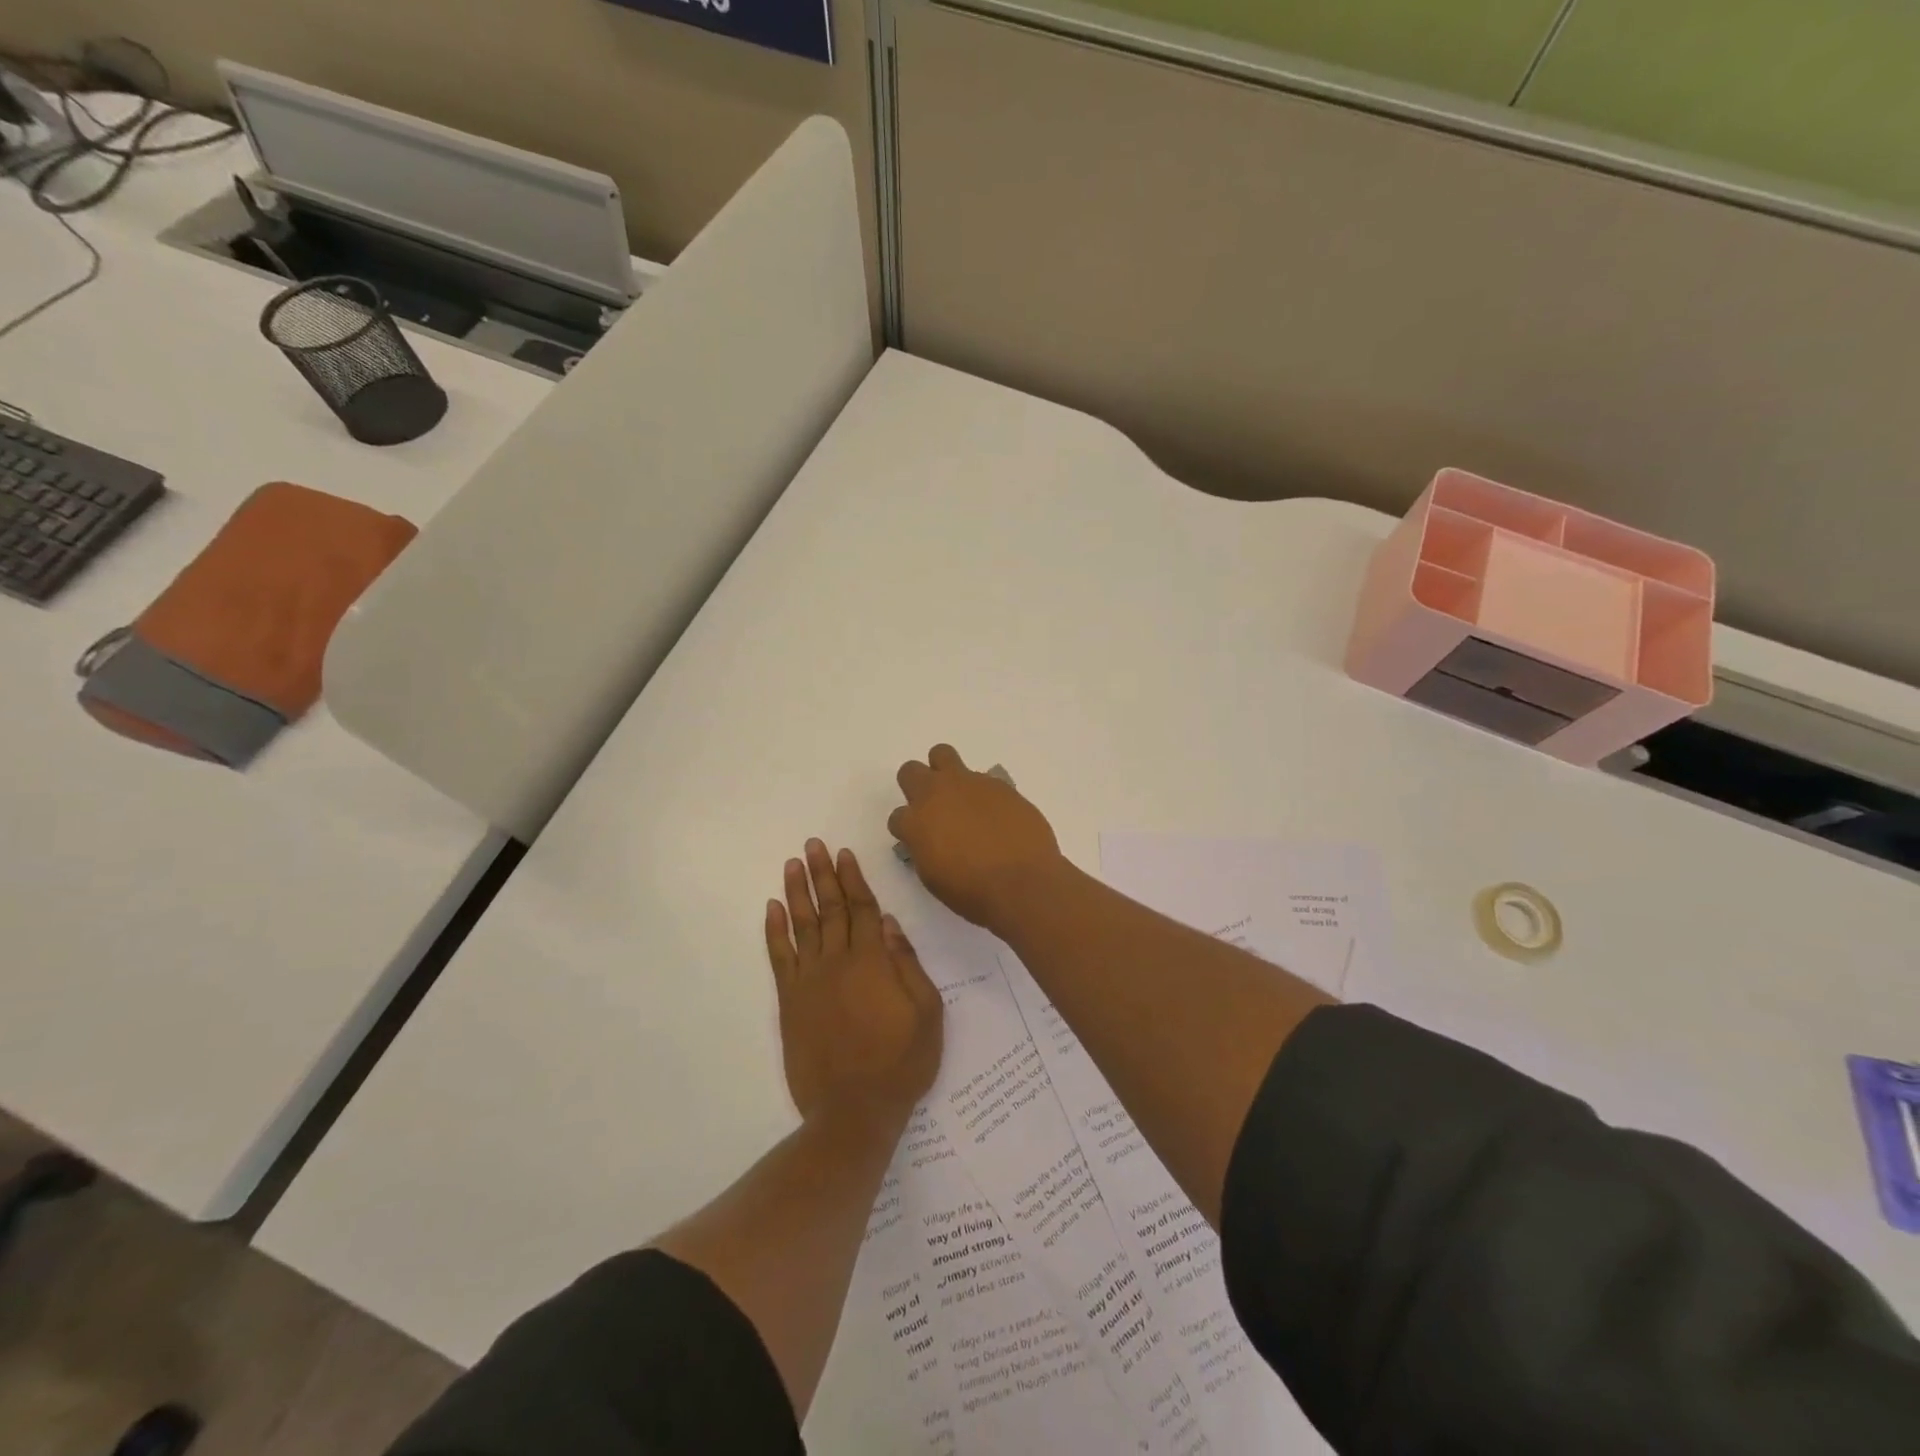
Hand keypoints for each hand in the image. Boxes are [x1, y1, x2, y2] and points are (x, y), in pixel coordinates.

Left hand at [766, 841, 943, 1130]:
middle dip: (822, 874)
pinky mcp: (790, 1001)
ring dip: (797, 892)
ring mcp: (809, 981)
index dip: (853, 879)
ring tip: (792, 865)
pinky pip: (779, 958)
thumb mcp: (928, 1014)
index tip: (843, 853)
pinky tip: (773, 909)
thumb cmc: (901, 1063)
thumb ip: (908, 965)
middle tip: (812, 845)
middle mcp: (837, 962)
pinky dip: (775, 931)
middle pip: (829, 908)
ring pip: (802, 925)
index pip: (861, 908)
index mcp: (873, 962)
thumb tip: (889, 923)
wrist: (854, 1111)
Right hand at [888, 744, 1064, 930]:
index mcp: (915, 822)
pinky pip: (982, 777)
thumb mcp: (934, 878)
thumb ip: (925, 850)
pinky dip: (982, 792)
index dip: (907, 830)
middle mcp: (937, 794)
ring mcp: (969, 783)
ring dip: (946, 772)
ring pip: (942, 755)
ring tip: (962, 797)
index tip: (920, 841)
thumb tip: (929, 840)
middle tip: (934, 808)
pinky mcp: (999, 783)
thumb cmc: (973, 892)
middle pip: (911, 772)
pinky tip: (996, 814)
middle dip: (916, 786)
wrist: (1023, 883)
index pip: (897, 817)